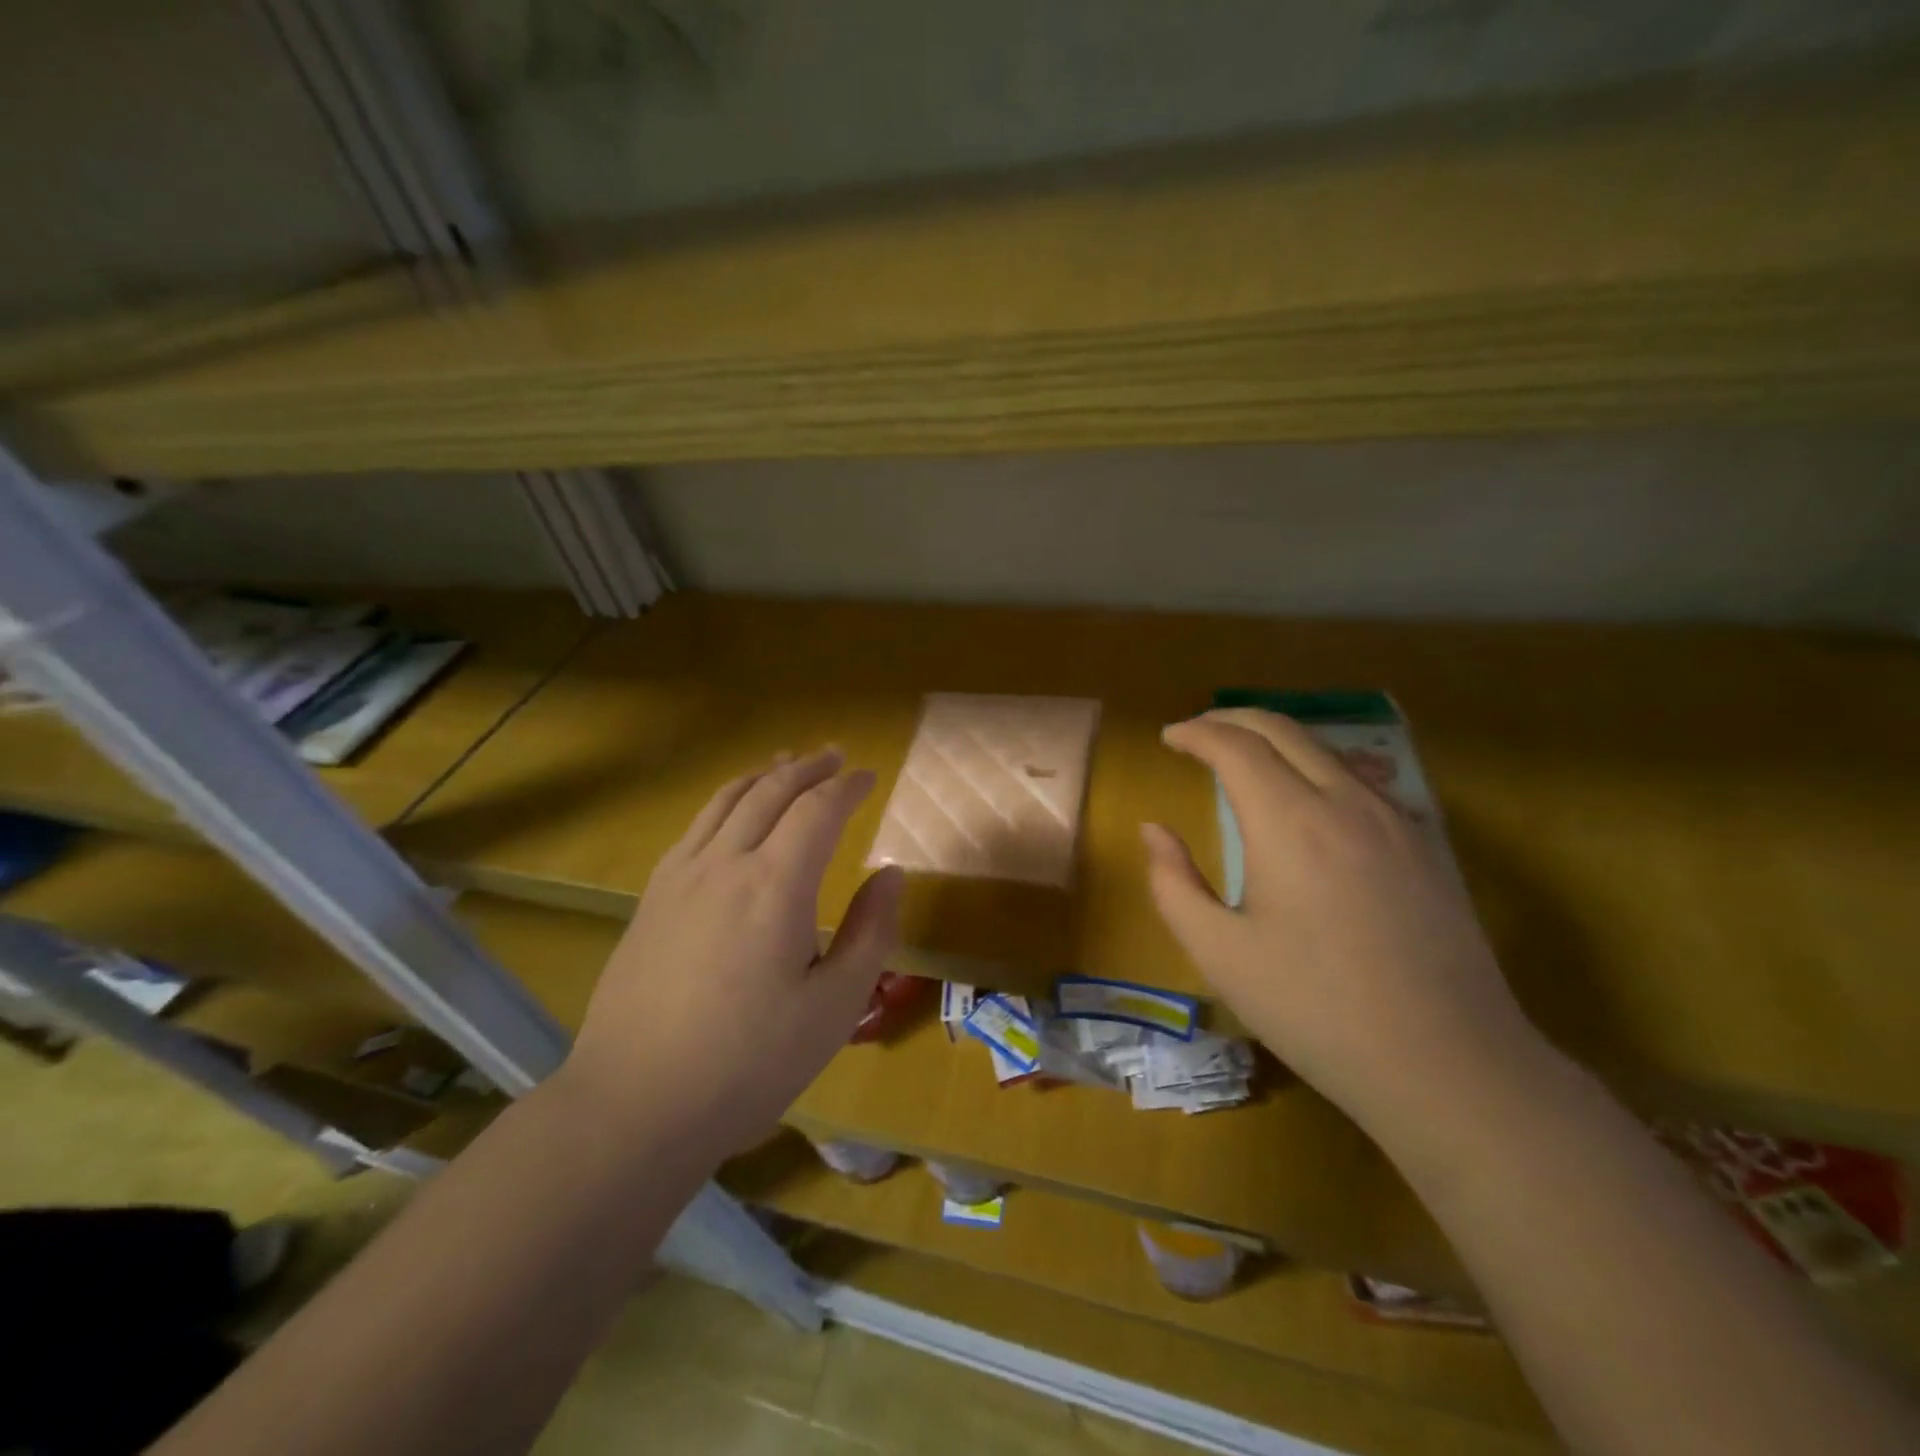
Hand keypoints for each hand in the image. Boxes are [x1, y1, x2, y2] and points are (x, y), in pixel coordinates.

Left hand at [563, 748, 903, 1149]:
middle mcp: (725, 863)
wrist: (636, 1103)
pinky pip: (695, 827)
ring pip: (726, 800)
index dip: (847, 787)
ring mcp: (680, 877)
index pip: (818, 809)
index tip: (870, 777)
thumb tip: (891, 874)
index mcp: (776, 884)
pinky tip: (731, 813)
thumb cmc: (750, 1062)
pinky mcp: (652, 897)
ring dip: (763, 775)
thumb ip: (871, 931)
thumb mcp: (835, 1006)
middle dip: (807, 767)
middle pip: (770, 791)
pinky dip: (725, 802)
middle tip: (835, 757)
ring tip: (784, 763)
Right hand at [1142, 709, 1540, 1138]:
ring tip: (1243, 758)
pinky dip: (1316, 767)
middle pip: (1283, 729)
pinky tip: (1306, 800)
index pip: (1235, 746)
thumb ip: (1173, 883)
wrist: (1448, 1065)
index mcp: (1290, 823)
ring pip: (1326, 749)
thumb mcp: (1220, 954)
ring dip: (1276, 740)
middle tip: (1198, 732)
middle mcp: (1345, 802)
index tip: (1168, 738)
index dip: (1196, 733)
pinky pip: (1359, 780)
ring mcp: (1394, 819)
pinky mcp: (1424, 844)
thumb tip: (1154, 831)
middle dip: (1232, 719)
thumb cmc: (1315, 1010)